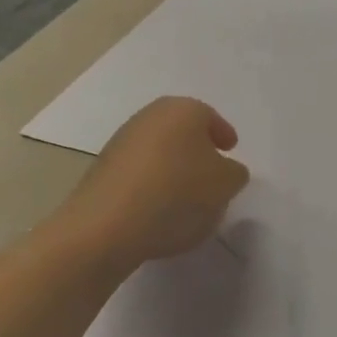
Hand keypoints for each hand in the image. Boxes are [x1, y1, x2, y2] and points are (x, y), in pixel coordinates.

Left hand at [68, 97, 249, 273]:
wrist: (106, 226)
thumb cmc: (177, 193)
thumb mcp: (225, 185)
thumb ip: (234, 173)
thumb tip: (226, 170)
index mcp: (183, 109)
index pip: (209, 117)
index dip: (223, 134)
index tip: (230, 151)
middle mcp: (150, 116)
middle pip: (182, 131)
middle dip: (197, 150)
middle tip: (211, 175)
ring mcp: (121, 142)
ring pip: (159, 151)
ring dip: (173, 169)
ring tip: (186, 200)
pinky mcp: (102, 170)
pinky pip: (139, 173)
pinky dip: (152, 185)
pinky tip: (158, 211)